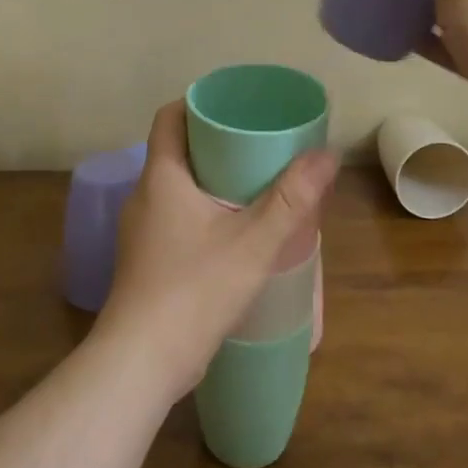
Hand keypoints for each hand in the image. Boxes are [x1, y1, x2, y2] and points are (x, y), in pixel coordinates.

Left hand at [95, 100, 337, 400]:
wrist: (141, 363)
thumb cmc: (193, 290)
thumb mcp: (253, 242)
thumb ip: (292, 199)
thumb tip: (327, 155)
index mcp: (161, 177)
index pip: (170, 117)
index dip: (199, 104)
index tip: (235, 107)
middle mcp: (144, 196)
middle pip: (177, 151)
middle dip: (216, 143)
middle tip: (259, 145)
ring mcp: (141, 231)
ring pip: (177, 187)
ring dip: (211, 180)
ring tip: (255, 185)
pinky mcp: (146, 261)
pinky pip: (176, 217)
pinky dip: (203, 211)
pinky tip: (234, 232)